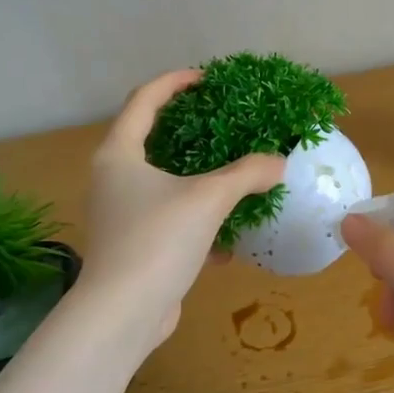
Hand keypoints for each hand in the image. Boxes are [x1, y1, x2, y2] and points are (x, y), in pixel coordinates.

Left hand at [80, 70, 284, 349]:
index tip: (207, 79)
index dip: (175, 83)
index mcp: (119, 154)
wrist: (123, 314)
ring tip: (234, 178)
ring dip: (200, 182)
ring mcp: (121, 215)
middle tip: (225, 124)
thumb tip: (279, 162)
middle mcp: (114, 179)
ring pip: (166, 186)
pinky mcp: (134, 246)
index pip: (144, 100)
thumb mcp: (209, 199)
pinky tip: (227, 241)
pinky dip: (198, 223)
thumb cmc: (158, 240)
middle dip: (192, 133)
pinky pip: (171, 221)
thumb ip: (246, 174)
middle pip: (153, 141)